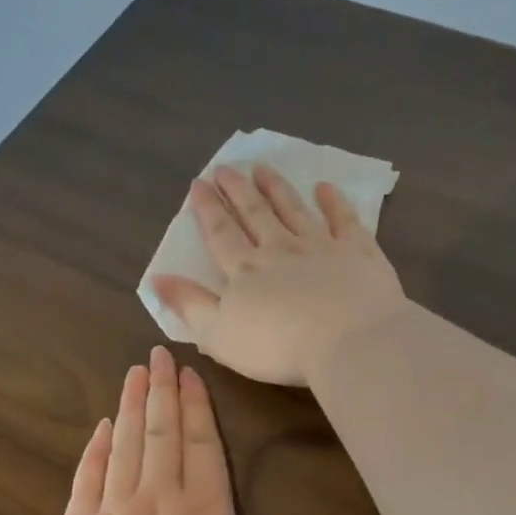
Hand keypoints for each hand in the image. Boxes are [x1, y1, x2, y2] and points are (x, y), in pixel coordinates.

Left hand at [47, 346, 404, 514]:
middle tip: (157, 353)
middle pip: (161, 432)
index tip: (188, 370)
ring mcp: (112, 514)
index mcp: (204, 511)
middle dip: (162, 390)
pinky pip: (87, 479)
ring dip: (130, 407)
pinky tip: (99, 428)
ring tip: (134, 373)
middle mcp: (157, 499)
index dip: (196, 404)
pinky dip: (94, 450)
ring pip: (124, 446)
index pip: (201, 442)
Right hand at [151, 164, 408, 387]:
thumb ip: (189, 305)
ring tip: (263, 168)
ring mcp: (321, 247)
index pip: (221, 234)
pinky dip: (333, 202)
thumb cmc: (277, 347)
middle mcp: (280, 250)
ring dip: (277, 188)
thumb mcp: (218, 334)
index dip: (208, 209)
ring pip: (294, 210)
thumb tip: (157, 278)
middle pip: (255, 214)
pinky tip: (325, 188)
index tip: (199, 183)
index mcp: (245, 271)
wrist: (347, 341)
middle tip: (226, 167)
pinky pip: (344, 220)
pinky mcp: (358, 253)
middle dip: (238, 190)